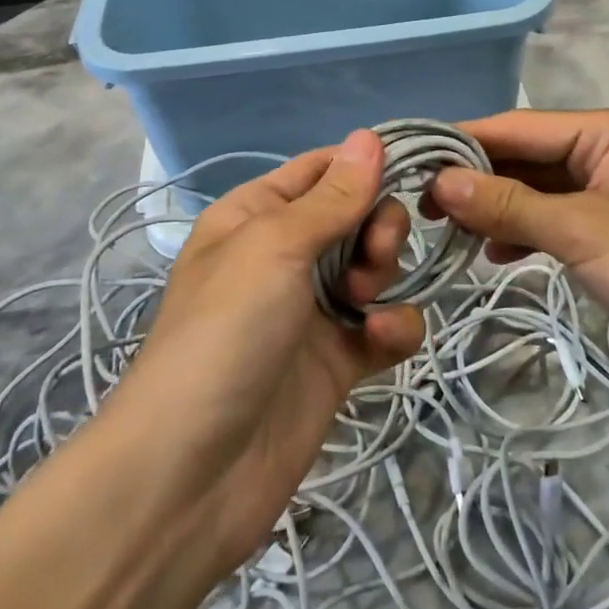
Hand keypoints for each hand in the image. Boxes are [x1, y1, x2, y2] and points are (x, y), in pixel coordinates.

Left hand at [113, 131, 424, 578]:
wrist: (193, 474)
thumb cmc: (225, 332)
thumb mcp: (274, 247)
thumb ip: (332, 196)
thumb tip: (370, 135)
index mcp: (257, 215)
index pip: (323, 169)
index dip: (367, 164)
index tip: (415, 167)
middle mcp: (285, 255)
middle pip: (357, 215)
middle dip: (378, 226)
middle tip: (373, 254)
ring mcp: (313, 309)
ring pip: (376, 267)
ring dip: (385, 274)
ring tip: (365, 303)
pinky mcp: (338, 360)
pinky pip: (385, 325)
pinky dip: (395, 328)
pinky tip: (384, 340)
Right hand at [428, 109, 608, 411]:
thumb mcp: (582, 232)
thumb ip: (509, 205)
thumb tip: (439, 182)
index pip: (521, 127)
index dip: (466, 141)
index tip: (412, 157)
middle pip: (528, 157)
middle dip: (478, 179)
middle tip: (419, 203)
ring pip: (538, 191)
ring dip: (497, 208)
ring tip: (447, 230)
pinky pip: (555, 221)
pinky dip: (524, 233)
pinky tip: (493, 253)